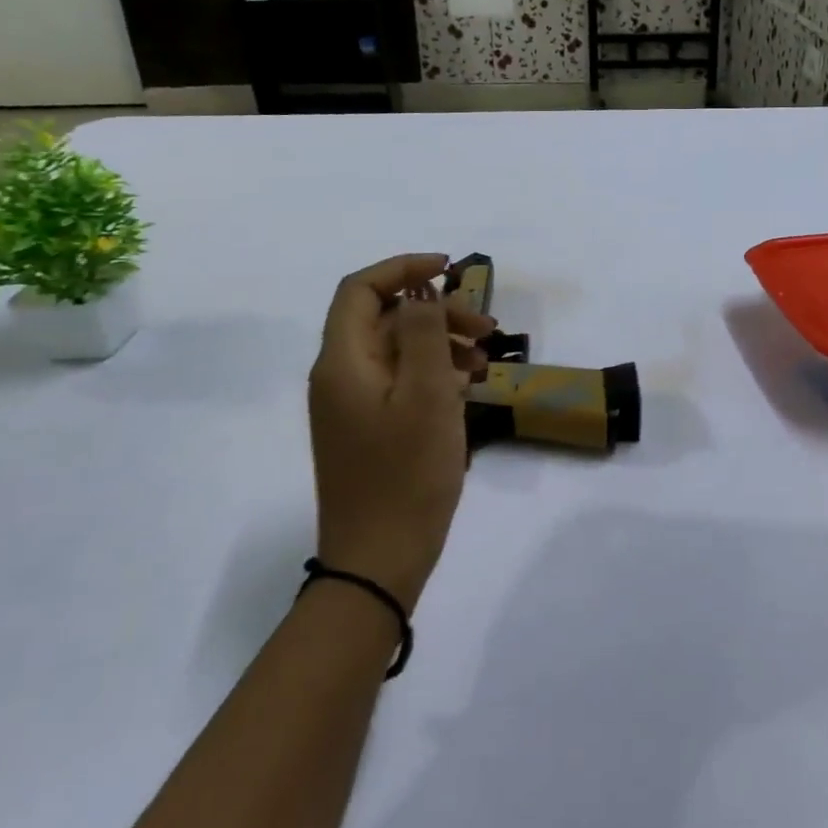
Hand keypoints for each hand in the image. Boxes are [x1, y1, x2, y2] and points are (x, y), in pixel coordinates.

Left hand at [307, 255, 497, 607]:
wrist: (380, 558)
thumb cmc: (407, 472)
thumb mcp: (427, 395)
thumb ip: (425, 333)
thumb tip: (422, 289)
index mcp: (344, 361)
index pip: (361, 290)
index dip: (403, 268)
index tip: (451, 270)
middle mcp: (340, 376)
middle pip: (386, 319)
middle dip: (437, 312)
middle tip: (487, 329)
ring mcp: (353, 406)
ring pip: (398, 351)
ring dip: (442, 344)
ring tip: (485, 363)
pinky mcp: (370, 429)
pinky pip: (401, 382)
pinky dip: (434, 374)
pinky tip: (468, 387)